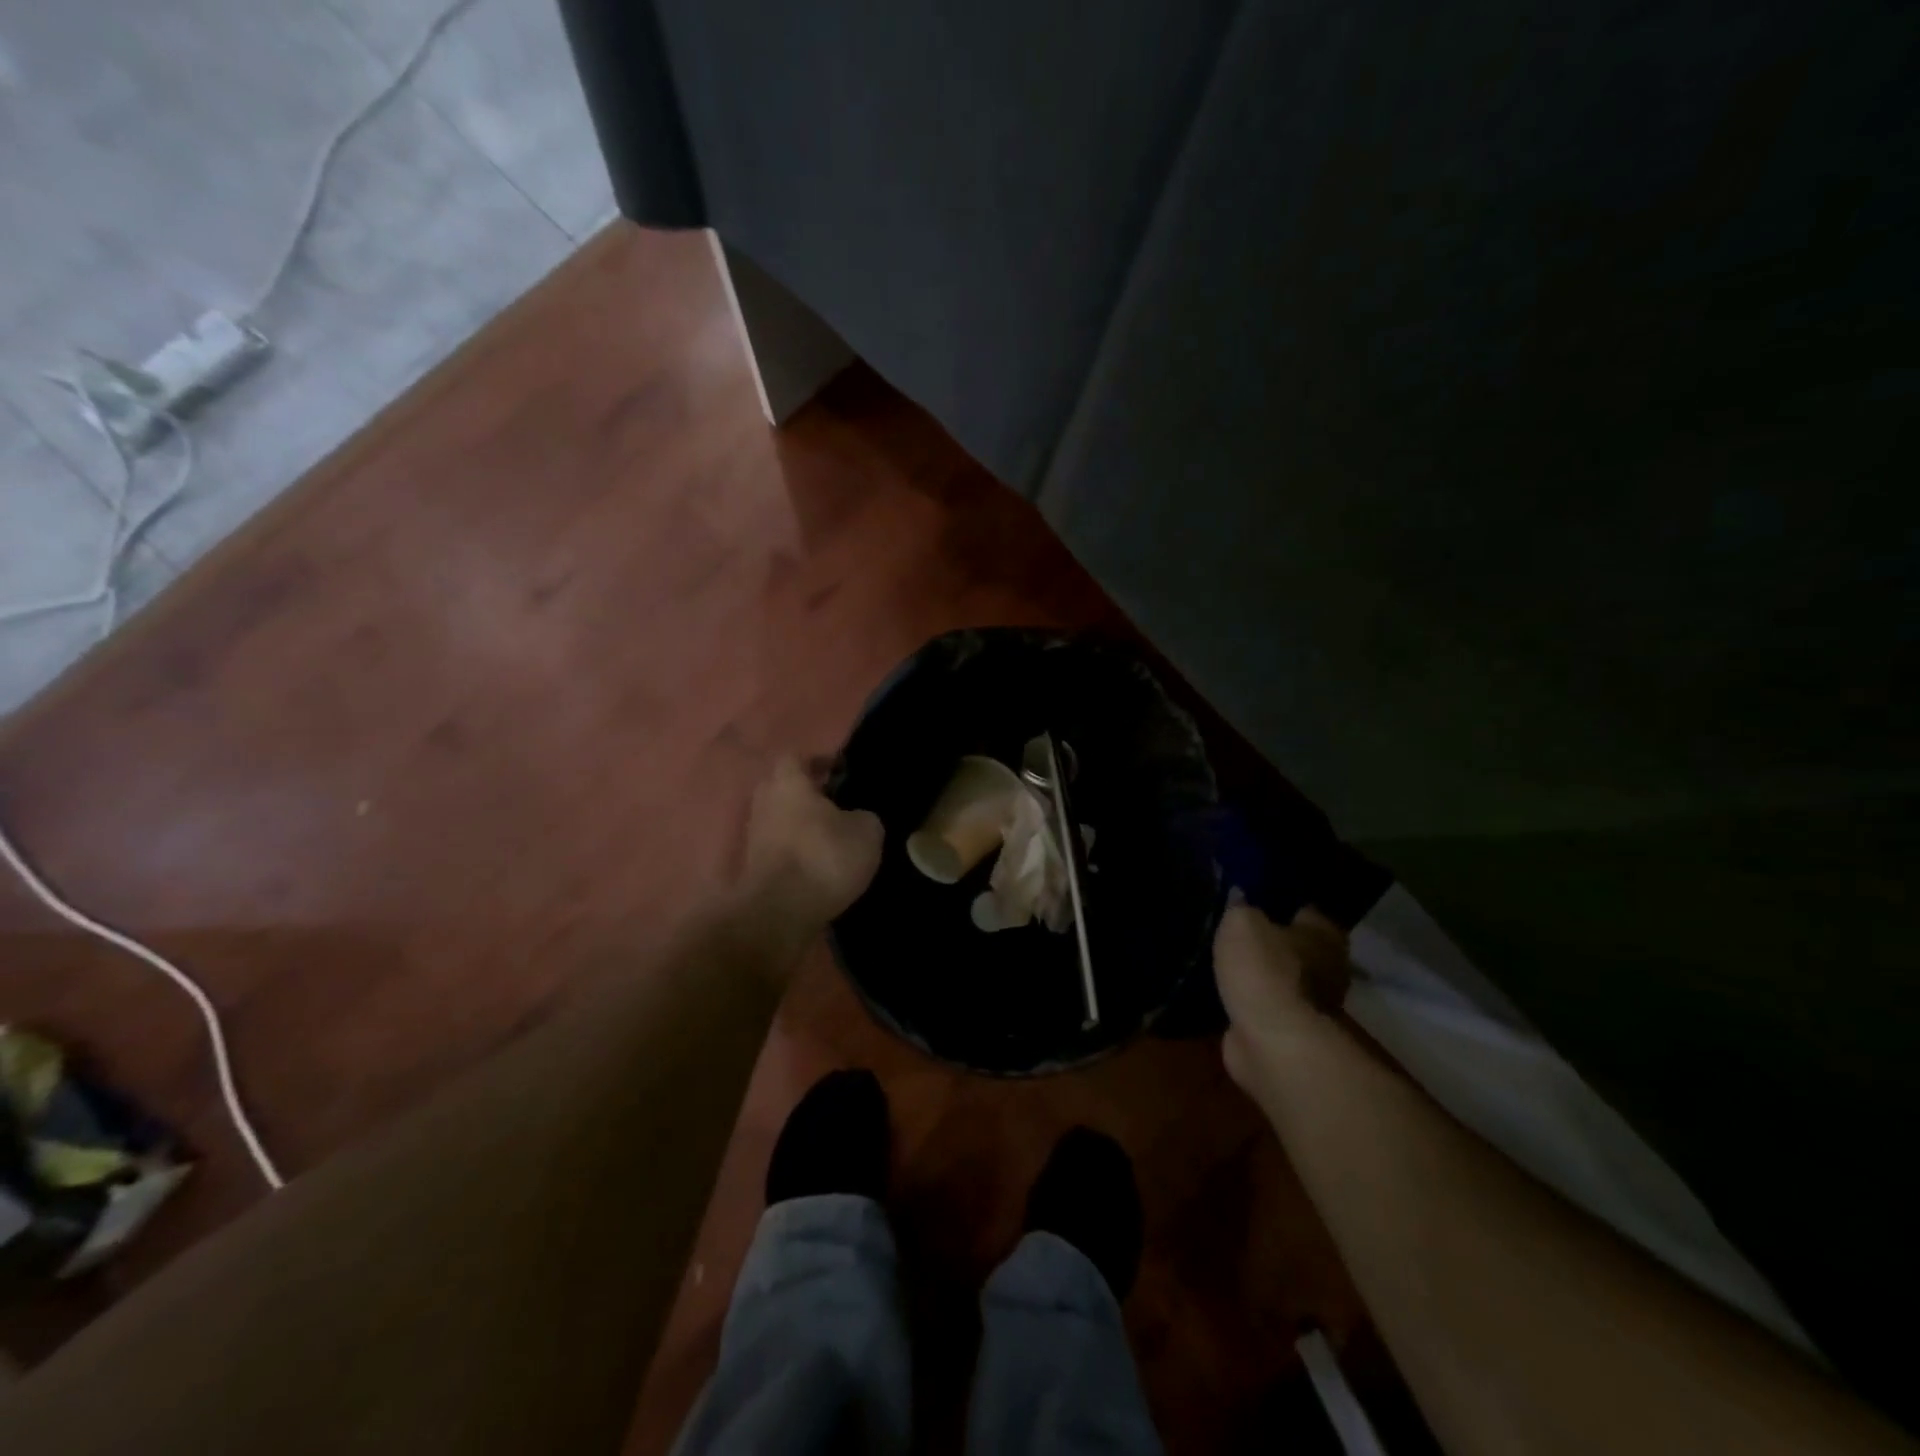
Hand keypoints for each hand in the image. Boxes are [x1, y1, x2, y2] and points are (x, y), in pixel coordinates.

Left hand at [742, 756, 883, 928]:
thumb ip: (863, 816)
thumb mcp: (866, 832)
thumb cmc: (824, 858)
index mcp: (789, 783)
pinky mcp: (754, 868)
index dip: (818, 761)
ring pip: (780, 819)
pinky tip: (818, 864)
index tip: (840, 771)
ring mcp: (755, 837)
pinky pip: (778, 848)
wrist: (780, 913)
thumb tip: (857, 818)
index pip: (796, 757)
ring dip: (800, 825)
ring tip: (831, 838)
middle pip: (783, 787)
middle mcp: (765, 803)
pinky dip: (795, 851)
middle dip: (807, 793)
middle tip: (837, 804)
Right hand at [1213, 900, 1350, 1094]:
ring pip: (1282, 979)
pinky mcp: (1290, 1032)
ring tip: (1226, 962)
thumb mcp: (1241, 923)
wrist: (1272, 1041)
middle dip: (1271, 942)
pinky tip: (1226, 992)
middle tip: (1236, 933)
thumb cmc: (1264, 969)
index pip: (1305, 910)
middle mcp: (1328, 967)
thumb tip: (1239, 896)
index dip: (1279, 904)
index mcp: (1324, 934)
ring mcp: (1313, 1005)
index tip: (1253, 901)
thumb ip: (1240, 907)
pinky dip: (1251, 1002)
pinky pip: (1267, 1006)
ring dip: (1260, 976)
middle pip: (1296, 947)